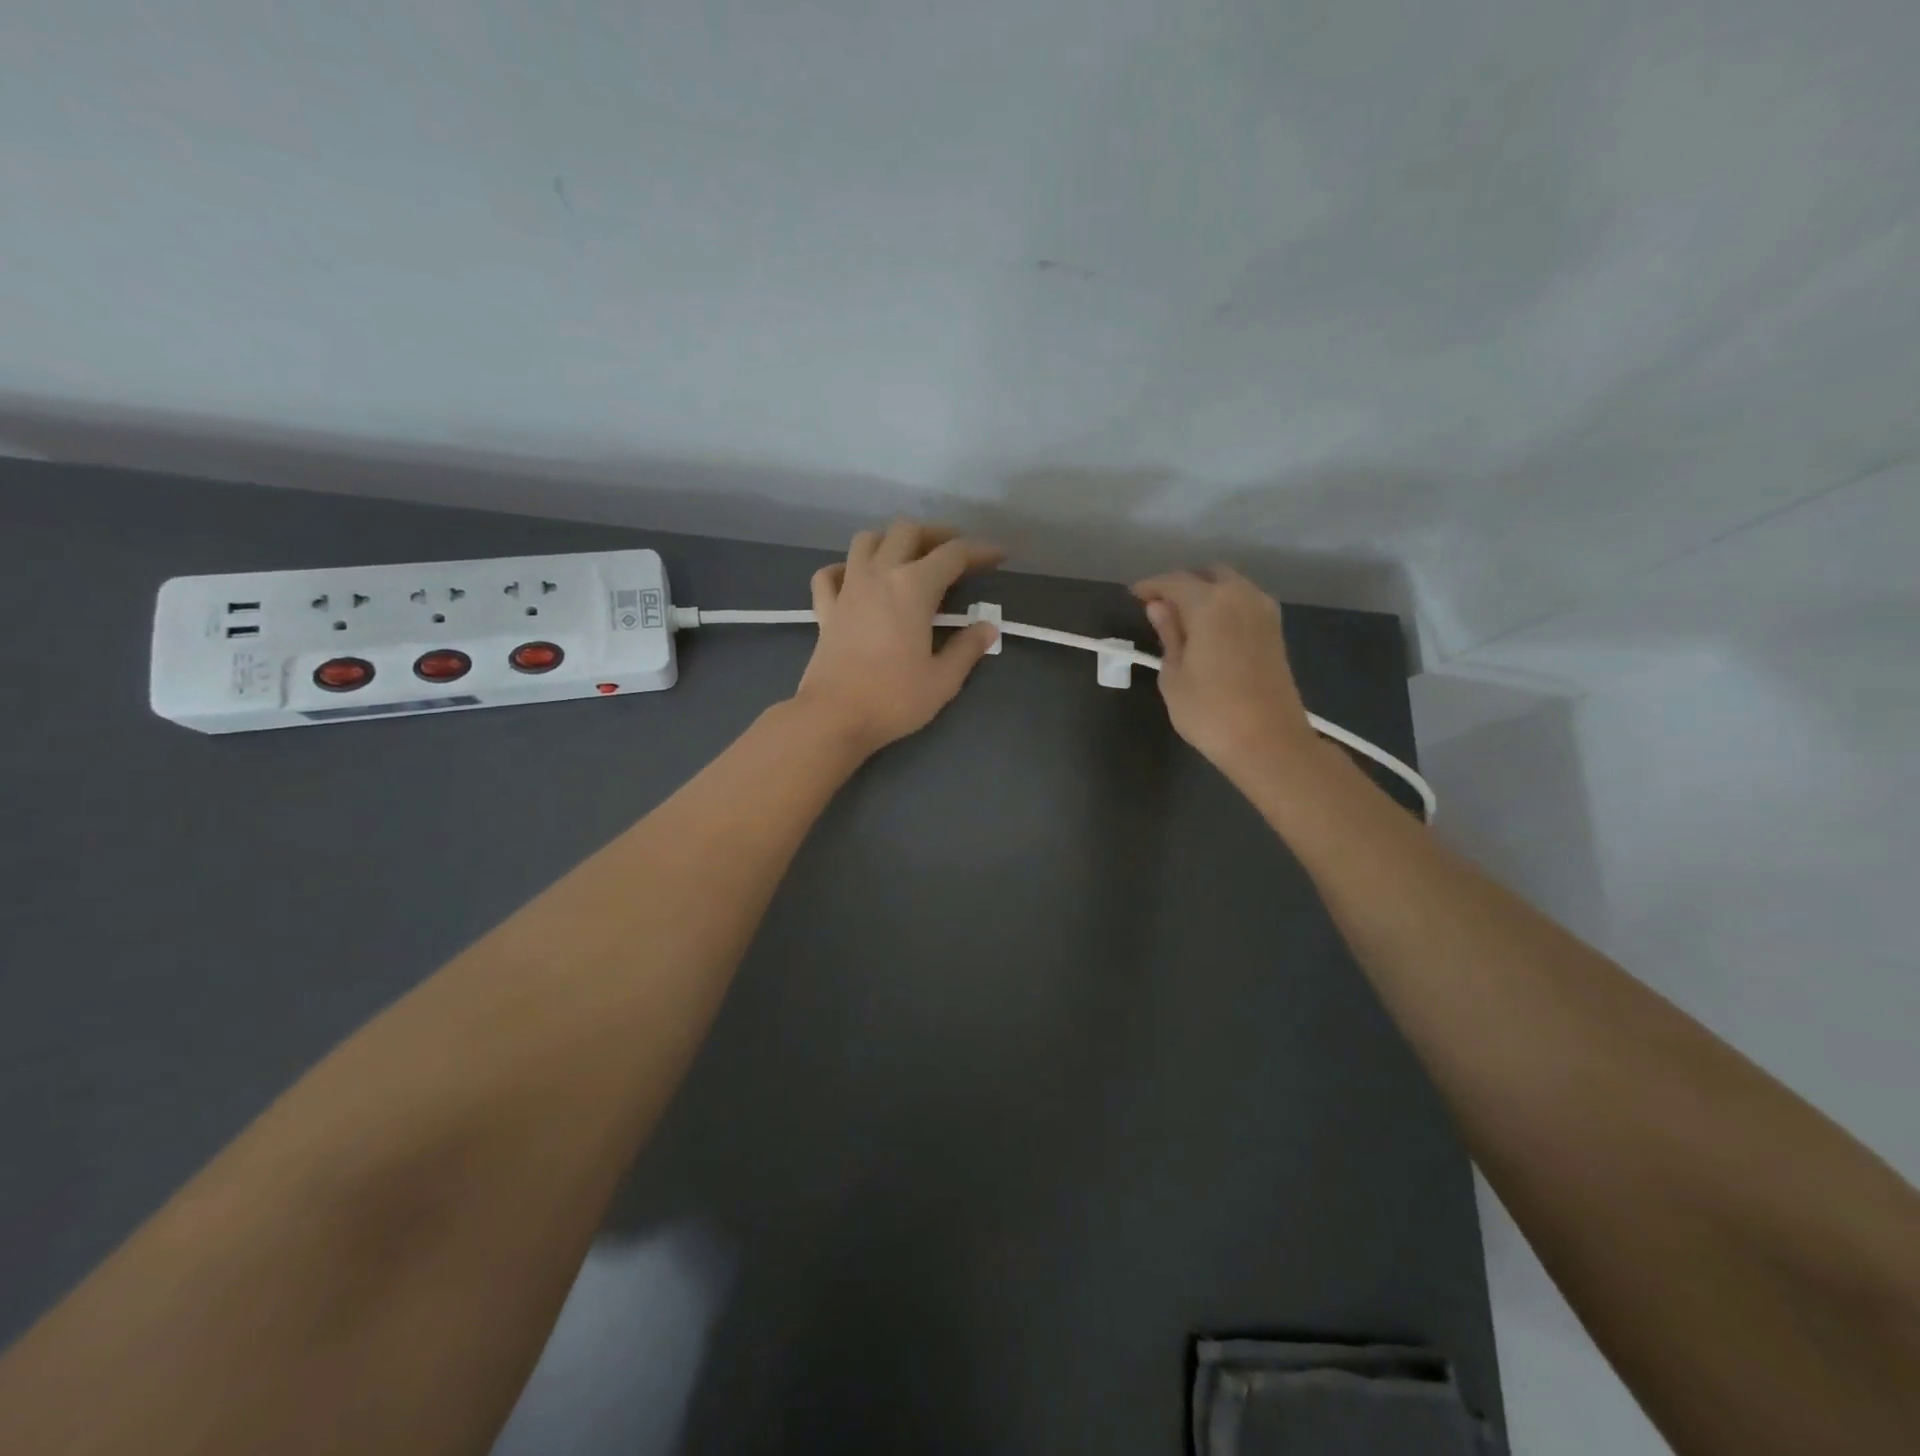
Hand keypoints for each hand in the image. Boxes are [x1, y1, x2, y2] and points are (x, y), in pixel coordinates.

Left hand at [794, 519, 1003, 753]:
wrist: (833, 717)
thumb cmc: (893, 699)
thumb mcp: (943, 680)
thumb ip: (967, 648)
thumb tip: (987, 628)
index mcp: (913, 588)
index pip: (953, 554)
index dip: (979, 551)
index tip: (998, 556)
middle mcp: (879, 575)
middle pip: (907, 531)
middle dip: (936, 534)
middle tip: (955, 552)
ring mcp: (847, 589)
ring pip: (866, 540)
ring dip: (891, 540)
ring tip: (908, 558)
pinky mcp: (825, 609)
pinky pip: (830, 573)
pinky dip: (845, 568)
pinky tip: (856, 580)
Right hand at [1131, 567, 1318, 774]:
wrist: (1268, 742)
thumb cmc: (1209, 712)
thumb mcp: (1174, 675)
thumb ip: (1168, 634)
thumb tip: (1159, 607)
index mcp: (1210, 604)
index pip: (1174, 581)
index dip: (1151, 586)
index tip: (1133, 595)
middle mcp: (1241, 596)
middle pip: (1207, 574)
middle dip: (1182, 583)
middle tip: (1159, 606)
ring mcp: (1263, 612)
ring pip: (1230, 586)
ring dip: (1205, 593)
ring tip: (1182, 618)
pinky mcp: (1275, 630)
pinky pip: (1244, 602)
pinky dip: (1224, 606)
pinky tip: (1208, 628)